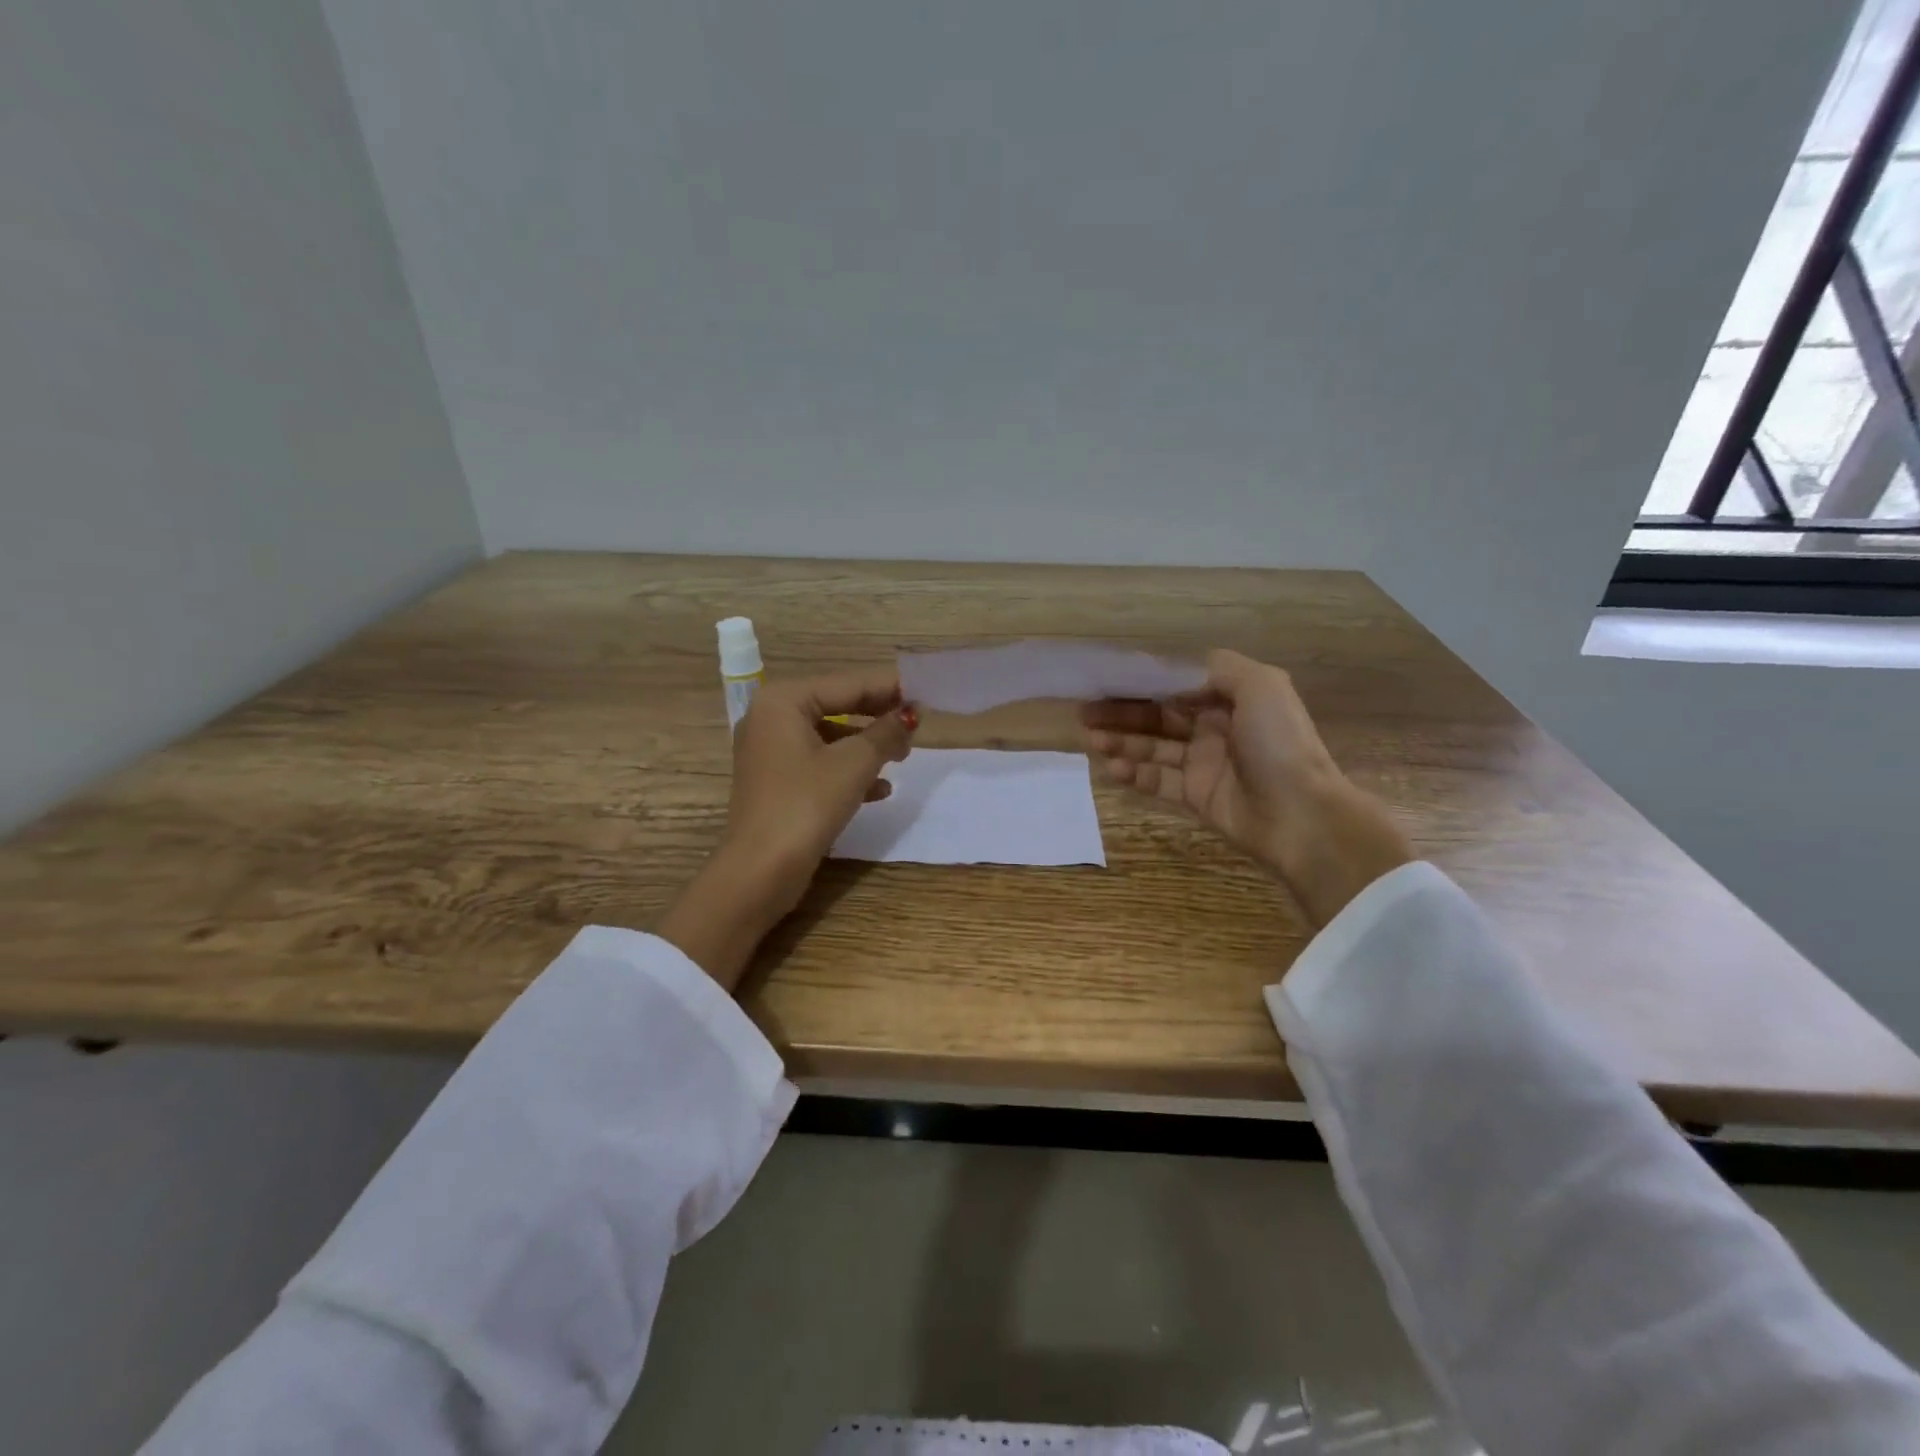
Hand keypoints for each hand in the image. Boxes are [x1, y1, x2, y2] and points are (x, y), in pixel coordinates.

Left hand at [657, 672, 916, 986]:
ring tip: (903, 755)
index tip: (924, 690)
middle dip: (878, 718)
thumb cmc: (806, 805)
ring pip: (830, 738)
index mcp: (783, 701)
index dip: (888, 688)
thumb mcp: (854, 764)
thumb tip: (910, 715)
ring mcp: (769, 752)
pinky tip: (880, 789)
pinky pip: (819, 763)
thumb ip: (886, 732)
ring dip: (867, 746)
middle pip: (837, 707)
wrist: (760, 871)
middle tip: (918, 723)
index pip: (847, 685)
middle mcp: (770, 718)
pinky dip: (848, 770)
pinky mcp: (776, 782)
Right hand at [1084, 649, 1410, 926]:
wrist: (1301, 814)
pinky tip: (1112, 769)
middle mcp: (1215, 727)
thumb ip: (1218, 668)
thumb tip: (1175, 672)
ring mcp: (1204, 764)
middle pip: (1158, 715)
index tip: (1106, 681)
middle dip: (1122, 713)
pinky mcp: (1195, 796)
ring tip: (1091, 740)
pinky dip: (1134, 774)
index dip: (1141, 683)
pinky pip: (1157, 781)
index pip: (1175, 685)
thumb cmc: (1278, 743)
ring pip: (1153, 748)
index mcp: (1231, 698)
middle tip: (1085, 713)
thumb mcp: (1261, 685)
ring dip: (1122, 742)